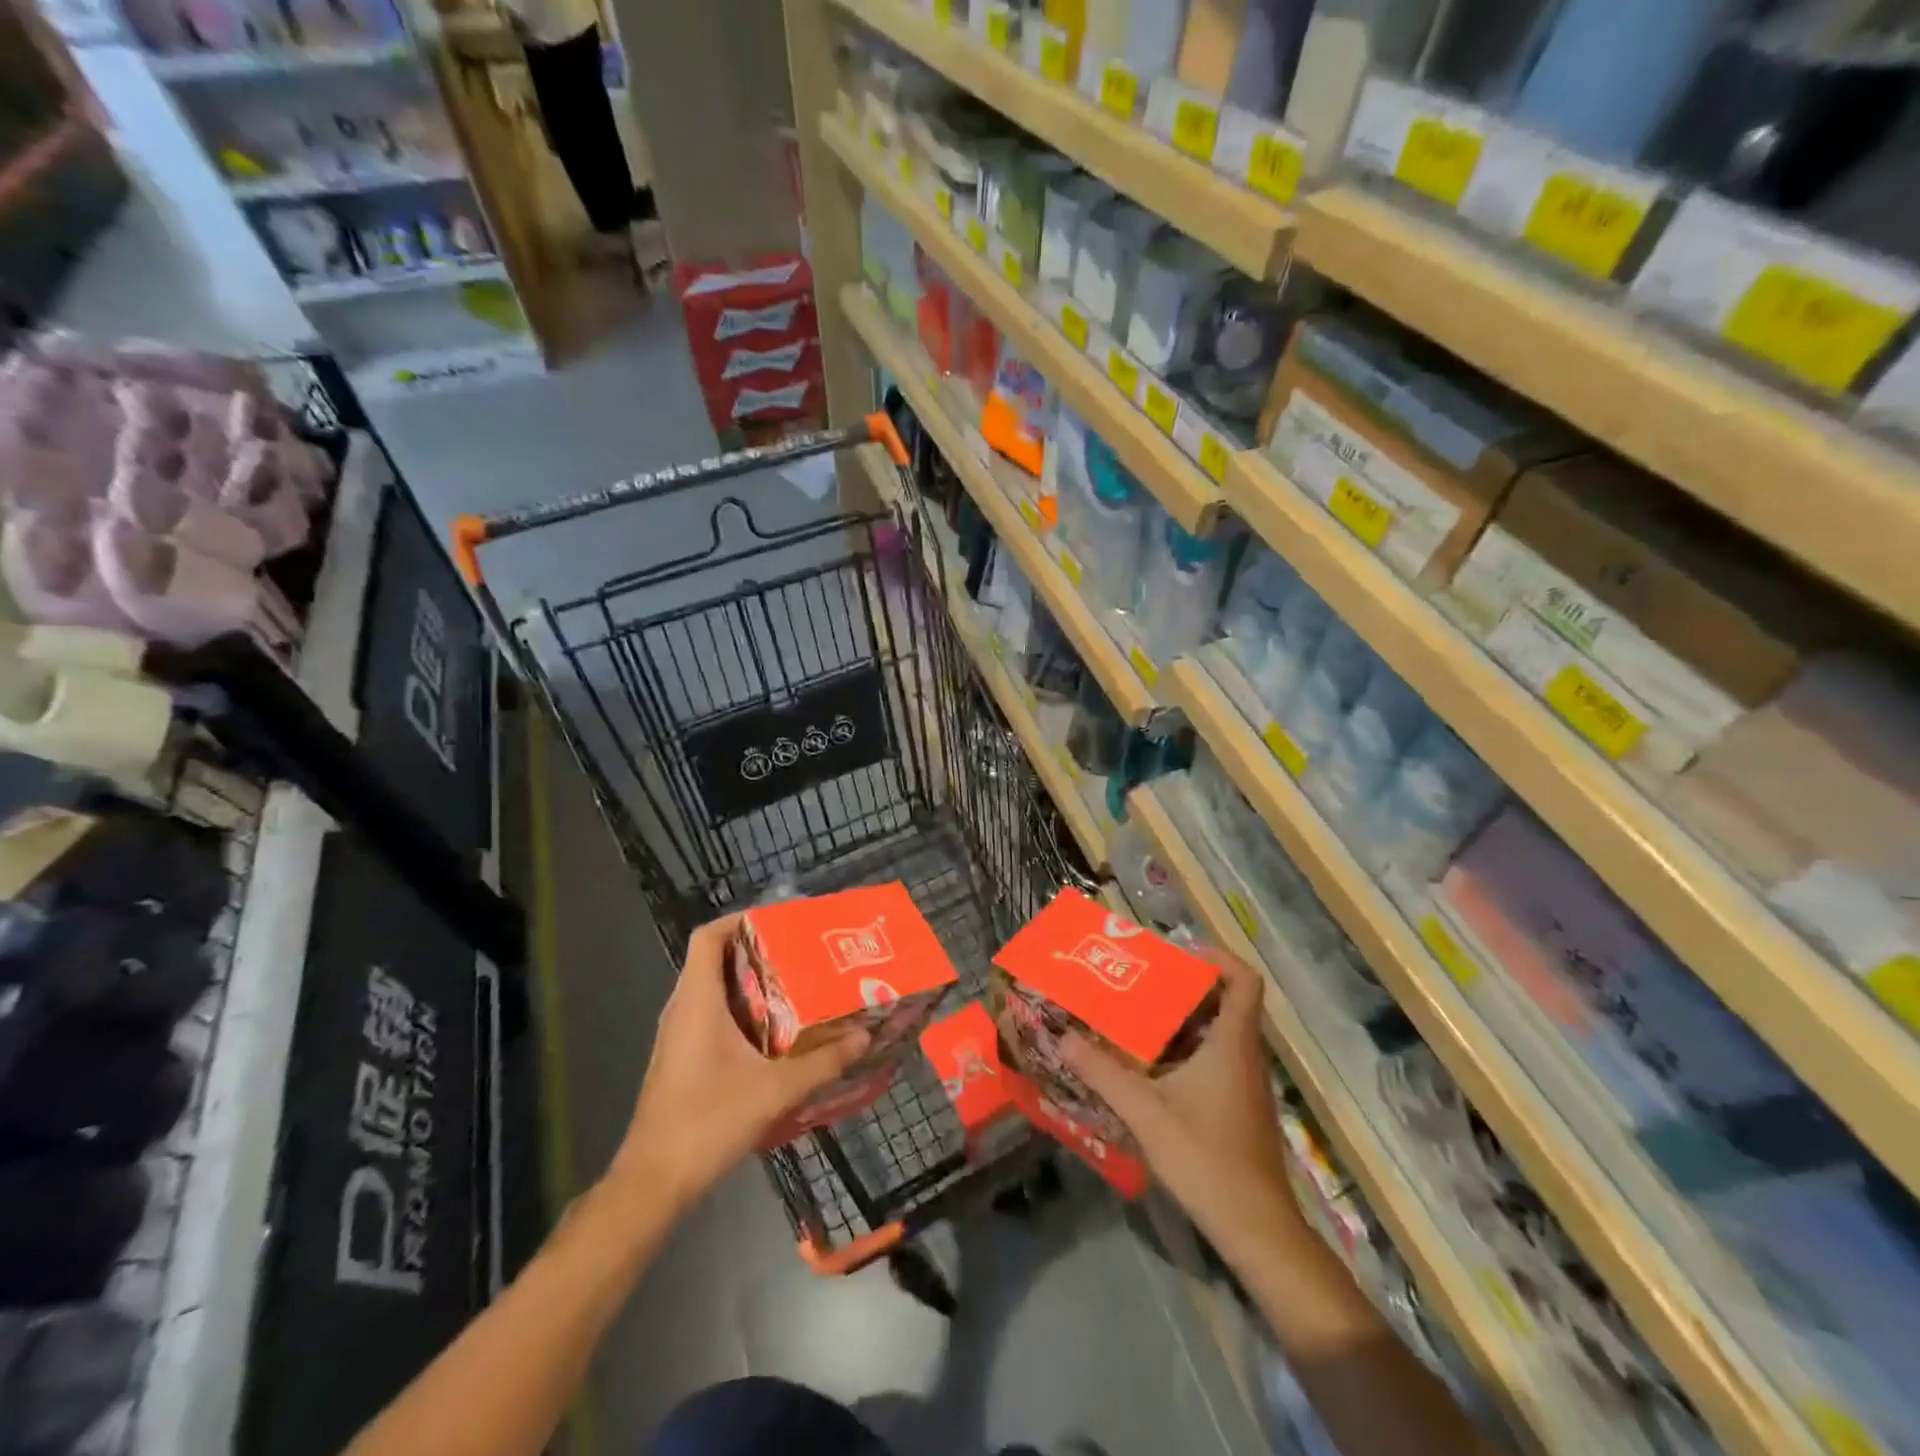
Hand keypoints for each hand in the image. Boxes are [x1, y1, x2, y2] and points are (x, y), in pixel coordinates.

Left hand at [609, 913, 869, 1211]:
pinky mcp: (681, 1058)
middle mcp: (682, 1009)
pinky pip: (711, 1015)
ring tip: (797, 985)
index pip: (708, 936)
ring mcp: (678, 1035)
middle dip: (757, 950)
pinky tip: (775, 1032)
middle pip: (714, 959)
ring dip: (751, 982)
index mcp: (697, 1001)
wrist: (654, 1181)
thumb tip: (865, 1036)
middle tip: (801, 953)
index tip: (779, 922)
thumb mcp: (775, 1090)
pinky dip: (741, 1010)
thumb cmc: (708, 1121)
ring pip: (713, 989)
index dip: (740, 920)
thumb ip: (823, 1062)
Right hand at [1062, 950, 1296, 1255]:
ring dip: (1185, 1020)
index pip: (1245, 979)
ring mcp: (1247, 1084)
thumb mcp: (1145, 1111)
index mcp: (1233, 1042)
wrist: (1256, 1228)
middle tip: (1144, 982)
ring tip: (1139, 1019)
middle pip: (1228, 1001)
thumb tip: (1064, 1036)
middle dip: (1187, 986)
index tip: (1180, 954)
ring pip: (1221, 1033)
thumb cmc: (1206, 1157)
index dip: (1218, 956)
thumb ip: (1103, 1072)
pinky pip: (1218, 1060)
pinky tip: (1154, 1070)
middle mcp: (1246, 1055)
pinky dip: (1189, 1052)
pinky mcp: (1241, 1108)